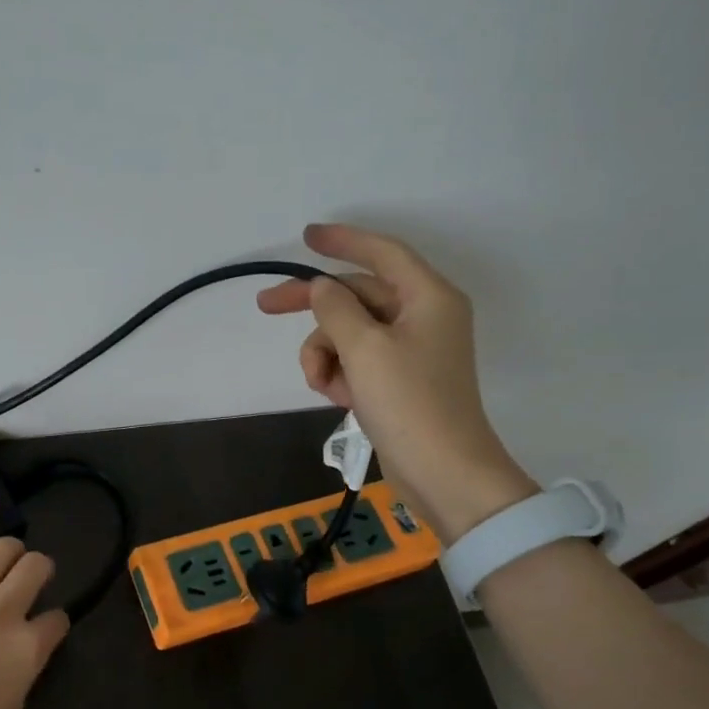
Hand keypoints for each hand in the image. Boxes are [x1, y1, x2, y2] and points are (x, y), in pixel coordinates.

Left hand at [0, 529, 70, 708]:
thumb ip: (24, 672)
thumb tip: (23, 655)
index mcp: (28, 647)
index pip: (57, 619)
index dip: (55, 621)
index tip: (47, 626)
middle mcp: (4, 612)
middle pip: (35, 567)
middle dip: (41, 568)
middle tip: (32, 575)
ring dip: (10, 549)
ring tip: (6, 556)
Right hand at [256, 222, 537, 542]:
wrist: (443, 472)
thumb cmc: (408, 402)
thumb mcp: (364, 348)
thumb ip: (335, 308)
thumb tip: (322, 288)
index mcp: (427, 297)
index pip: (381, 253)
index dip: (342, 241)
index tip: (306, 236)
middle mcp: (422, 316)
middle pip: (356, 296)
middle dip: (314, 308)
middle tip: (265, 307)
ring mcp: (410, 351)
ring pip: (349, 333)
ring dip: (325, 354)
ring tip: (322, 384)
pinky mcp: (398, 381)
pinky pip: (357, 361)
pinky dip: (340, 374)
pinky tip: (337, 398)